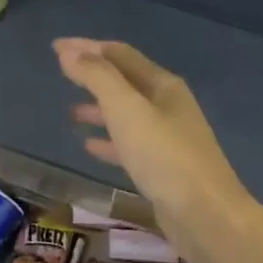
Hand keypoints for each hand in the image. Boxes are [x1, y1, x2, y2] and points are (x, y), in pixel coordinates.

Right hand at [54, 37, 259, 262]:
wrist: (206, 216)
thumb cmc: (164, 156)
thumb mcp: (126, 110)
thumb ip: (97, 78)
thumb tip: (69, 51)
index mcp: (162, 84)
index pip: (119, 54)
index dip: (87, 47)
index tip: (55, 47)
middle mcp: (168, 105)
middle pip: (125, 81)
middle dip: (93, 75)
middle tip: (61, 73)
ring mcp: (168, 137)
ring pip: (126, 113)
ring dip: (99, 108)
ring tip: (71, 112)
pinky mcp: (164, 167)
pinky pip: (129, 144)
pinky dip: (108, 140)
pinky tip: (90, 147)